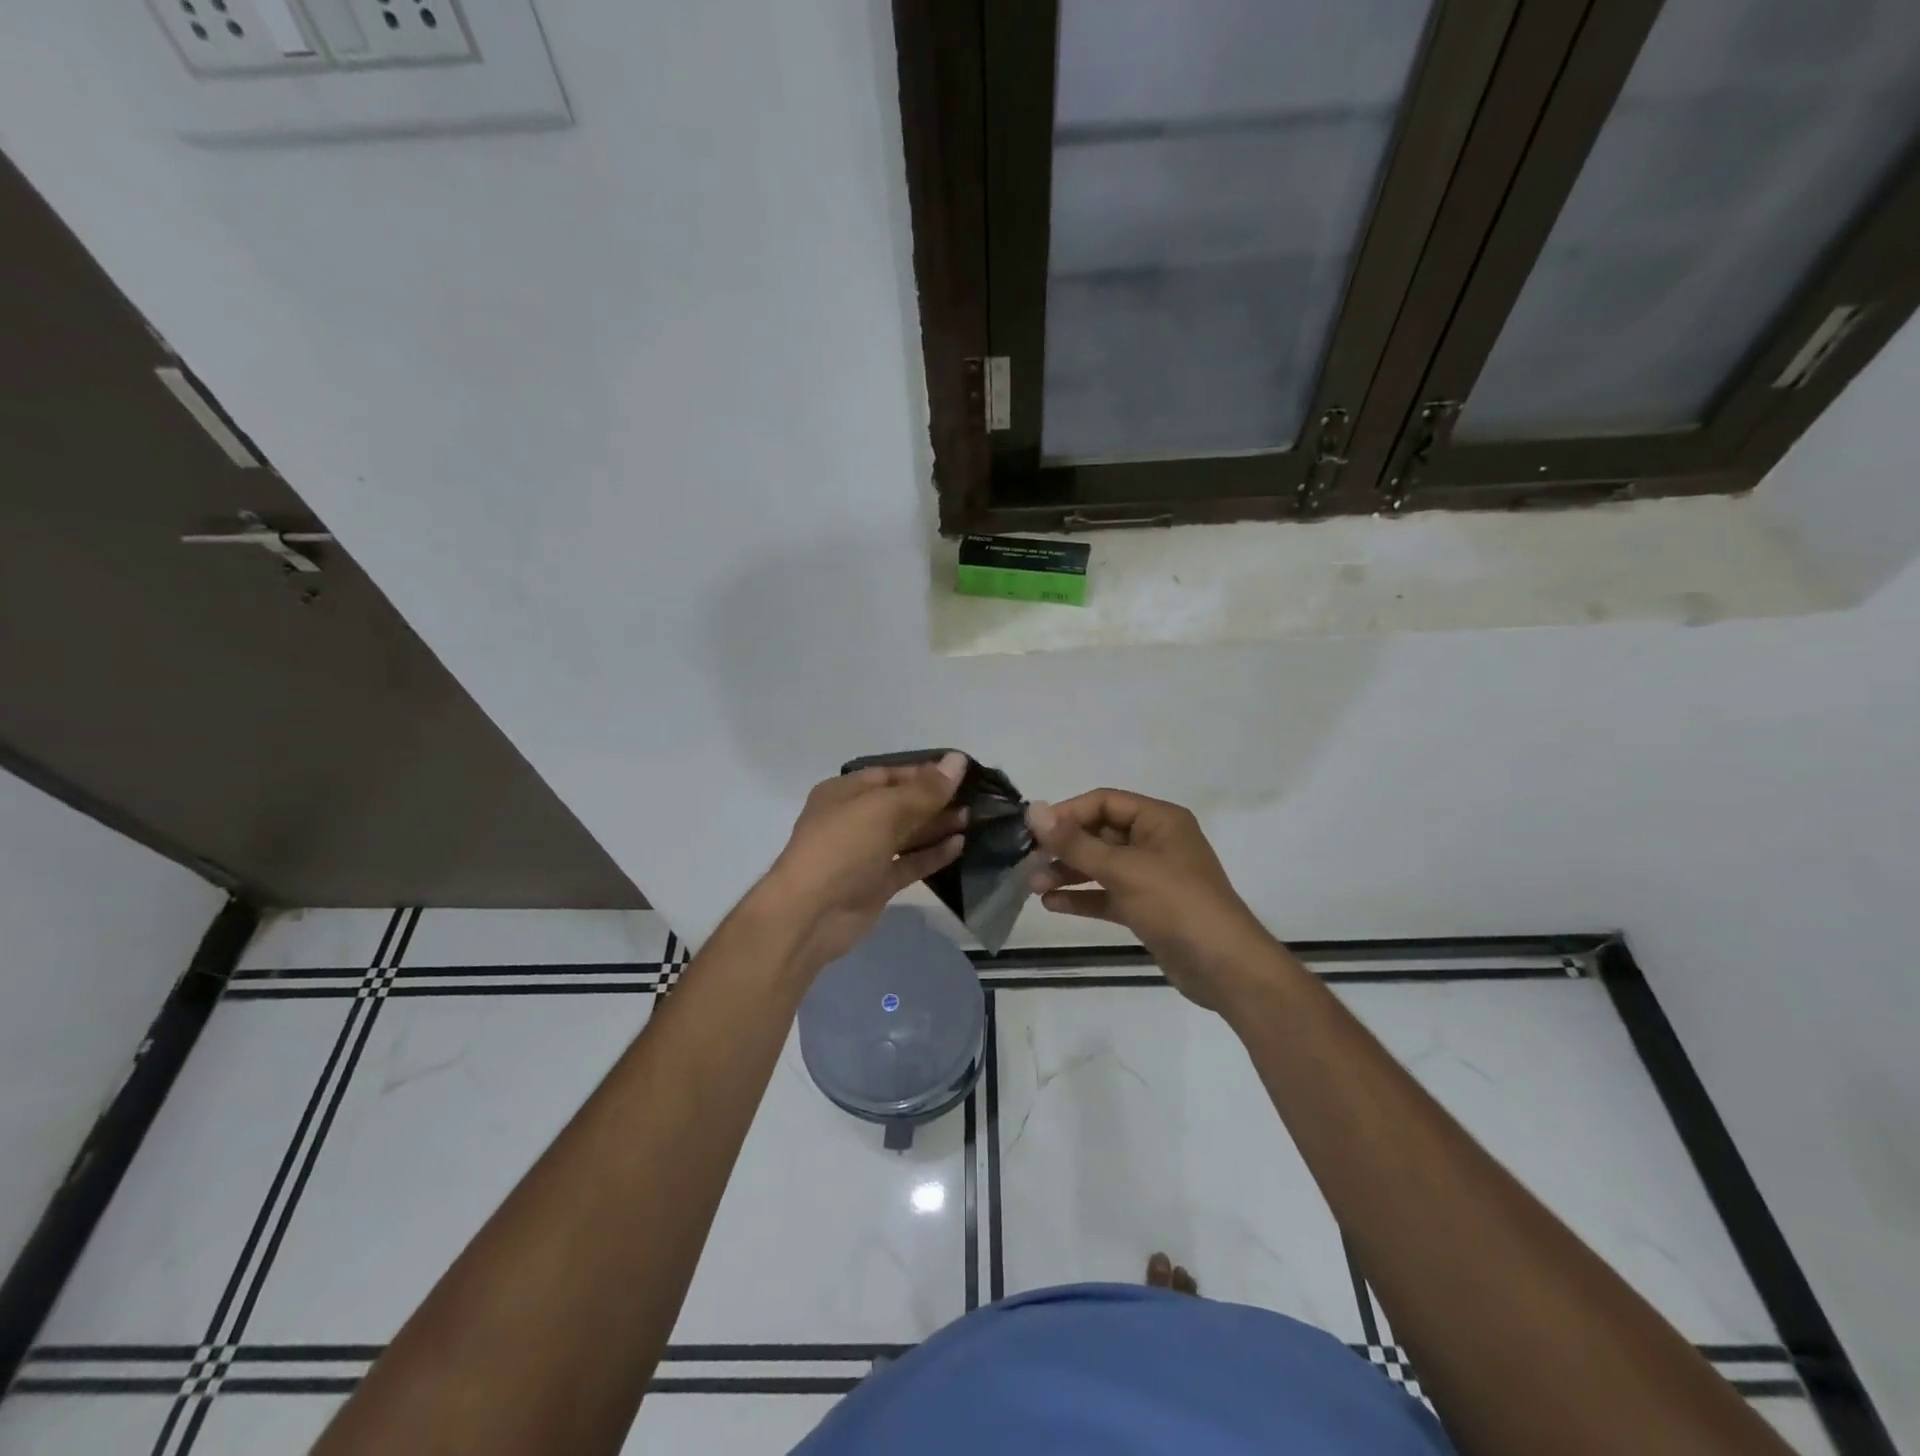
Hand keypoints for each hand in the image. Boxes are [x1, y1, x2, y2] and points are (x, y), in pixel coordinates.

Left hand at [759, 753, 968, 975]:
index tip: (961, 773)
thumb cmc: (842, 847)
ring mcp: (865, 854)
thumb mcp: (884, 809)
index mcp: (845, 793)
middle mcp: (854, 819)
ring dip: (937, 826)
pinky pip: (909, 863)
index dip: (925, 773)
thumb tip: (958, 760)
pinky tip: (959, 845)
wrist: (810, 914)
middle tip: (975, 798)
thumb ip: (925, 789)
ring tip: (973, 819)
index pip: (890, 775)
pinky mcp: (877, 884)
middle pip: (901, 804)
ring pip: (907, 834)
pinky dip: (932, 854)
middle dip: (935, 800)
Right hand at [1026, 789, 1273, 1011]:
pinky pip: (1107, 894)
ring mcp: (1151, 876)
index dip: (1067, 813)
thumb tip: (1034, 810)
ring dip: (1068, 873)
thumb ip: (1076, 842)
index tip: (1034, 831)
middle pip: (1099, 833)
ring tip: (1034, 886)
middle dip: (1064, 846)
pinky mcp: (1146, 908)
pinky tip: (1052, 905)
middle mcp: (1155, 842)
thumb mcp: (1123, 869)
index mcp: (1159, 820)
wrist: (1225, 968)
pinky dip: (1082, 898)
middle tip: (1028, 862)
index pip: (1104, 802)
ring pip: (1101, 866)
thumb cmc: (1177, 904)